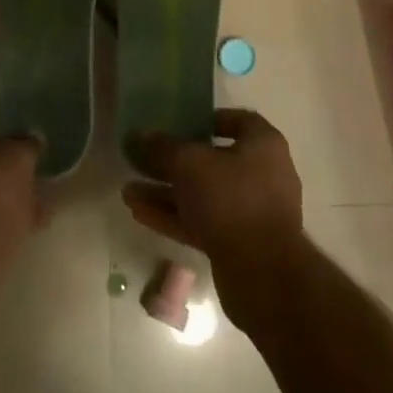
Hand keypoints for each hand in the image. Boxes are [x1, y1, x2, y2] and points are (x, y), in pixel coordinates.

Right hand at [123, 110, 305, 318]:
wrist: (262, 272)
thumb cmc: (230, 199)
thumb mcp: (189, 163)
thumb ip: (164, 147)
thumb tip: (144, 136)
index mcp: (264, 146)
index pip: (238, 120)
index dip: (207, 119)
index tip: (178, 123)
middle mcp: (263, 175)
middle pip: (213, 161)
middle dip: (174, 162)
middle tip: (142, 160)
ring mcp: (251, 212)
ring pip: (203, 195)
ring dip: (167, 192)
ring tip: (129, 191)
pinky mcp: (238, 243)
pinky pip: (202, 221)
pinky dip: (173, 217)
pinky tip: (139, 213)